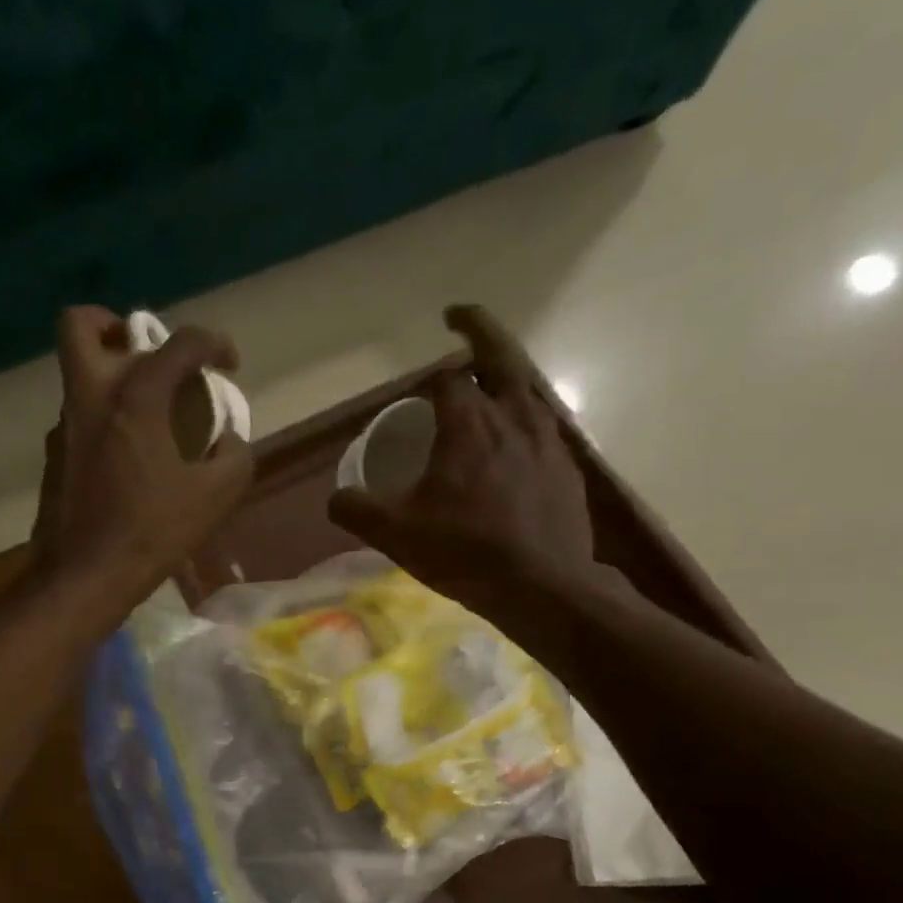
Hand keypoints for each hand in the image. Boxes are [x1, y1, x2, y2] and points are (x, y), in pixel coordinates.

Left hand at [32, 306, 252, 613]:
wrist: (84, 576)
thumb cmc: (152, 532)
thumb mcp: (216, 497)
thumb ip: (235, 457)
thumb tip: (229, 440)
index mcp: (135, 397)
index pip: (178, 343)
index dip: (213, 343)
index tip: (229, 363)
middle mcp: (90, 397)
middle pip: (82, 326)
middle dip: (115, 325)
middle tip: (149, 355)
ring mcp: (64, 426)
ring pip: (78, 374)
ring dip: (112, 376)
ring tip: (148, 413)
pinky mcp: (53, 457)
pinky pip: (78, 417)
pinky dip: (104, 419)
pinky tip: (127, 456)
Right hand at [328, 304, 597, 616]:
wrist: (542, 585)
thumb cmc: (465, 552)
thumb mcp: (395, 534)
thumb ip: (356, 509)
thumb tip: (335, 497)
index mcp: (468, 423)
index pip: (446, 379)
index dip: (426, 379)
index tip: (414, 392)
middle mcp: (512, 416)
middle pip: (500, 355)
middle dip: (477, 329)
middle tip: (457, 318)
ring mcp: (547, 438)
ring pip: (526, 386)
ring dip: (503, 374)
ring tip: (486, 382)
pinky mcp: (567, 465)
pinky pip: (543, 423)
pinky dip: (523, 415)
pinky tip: (514, 439)